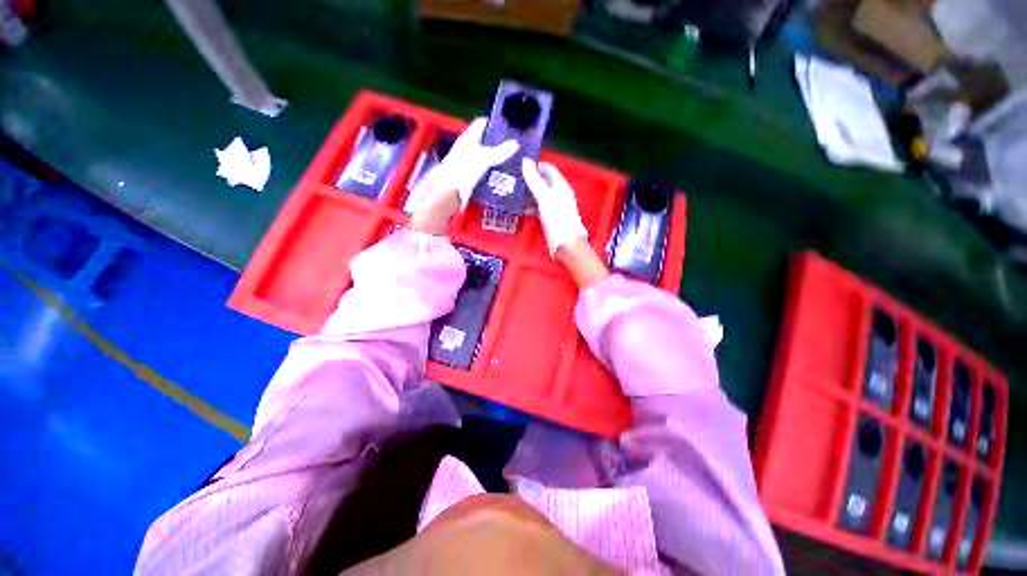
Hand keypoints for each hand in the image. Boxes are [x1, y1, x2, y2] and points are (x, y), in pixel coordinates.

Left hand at [408, 118, 519, 234]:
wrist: (450, 191)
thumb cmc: (464, 169)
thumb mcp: (485, 158)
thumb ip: (500, 151)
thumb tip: (515, 144)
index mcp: (469, 138)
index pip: (482, 124)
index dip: (493, 123)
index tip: (507, 127)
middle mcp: (468, 149)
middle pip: (485, 143)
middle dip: (498, 145)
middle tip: (514, 148)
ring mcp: (469, 164)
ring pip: (486, 159)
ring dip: (497, 161)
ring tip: (512, 163)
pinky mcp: (471, 178)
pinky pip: (485, 173)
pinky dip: (493, 175)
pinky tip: (503, 178)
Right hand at [521, 159, 587, 255]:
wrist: (566, 245)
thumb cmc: (558, 219)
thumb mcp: (544, 198)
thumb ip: (535, 180)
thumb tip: (525, 161)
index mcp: (561, 186)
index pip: (548, 169)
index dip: (535, 165)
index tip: (519, 165)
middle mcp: (559, 194)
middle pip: (544, 181)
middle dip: (529, 179)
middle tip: (513, 179)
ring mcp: (555, 207)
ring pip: (540, 195)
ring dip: (528, 193)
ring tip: (513, 192)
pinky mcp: (551, 218)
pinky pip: (539, 207)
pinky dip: (530, 205)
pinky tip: (521, 208)